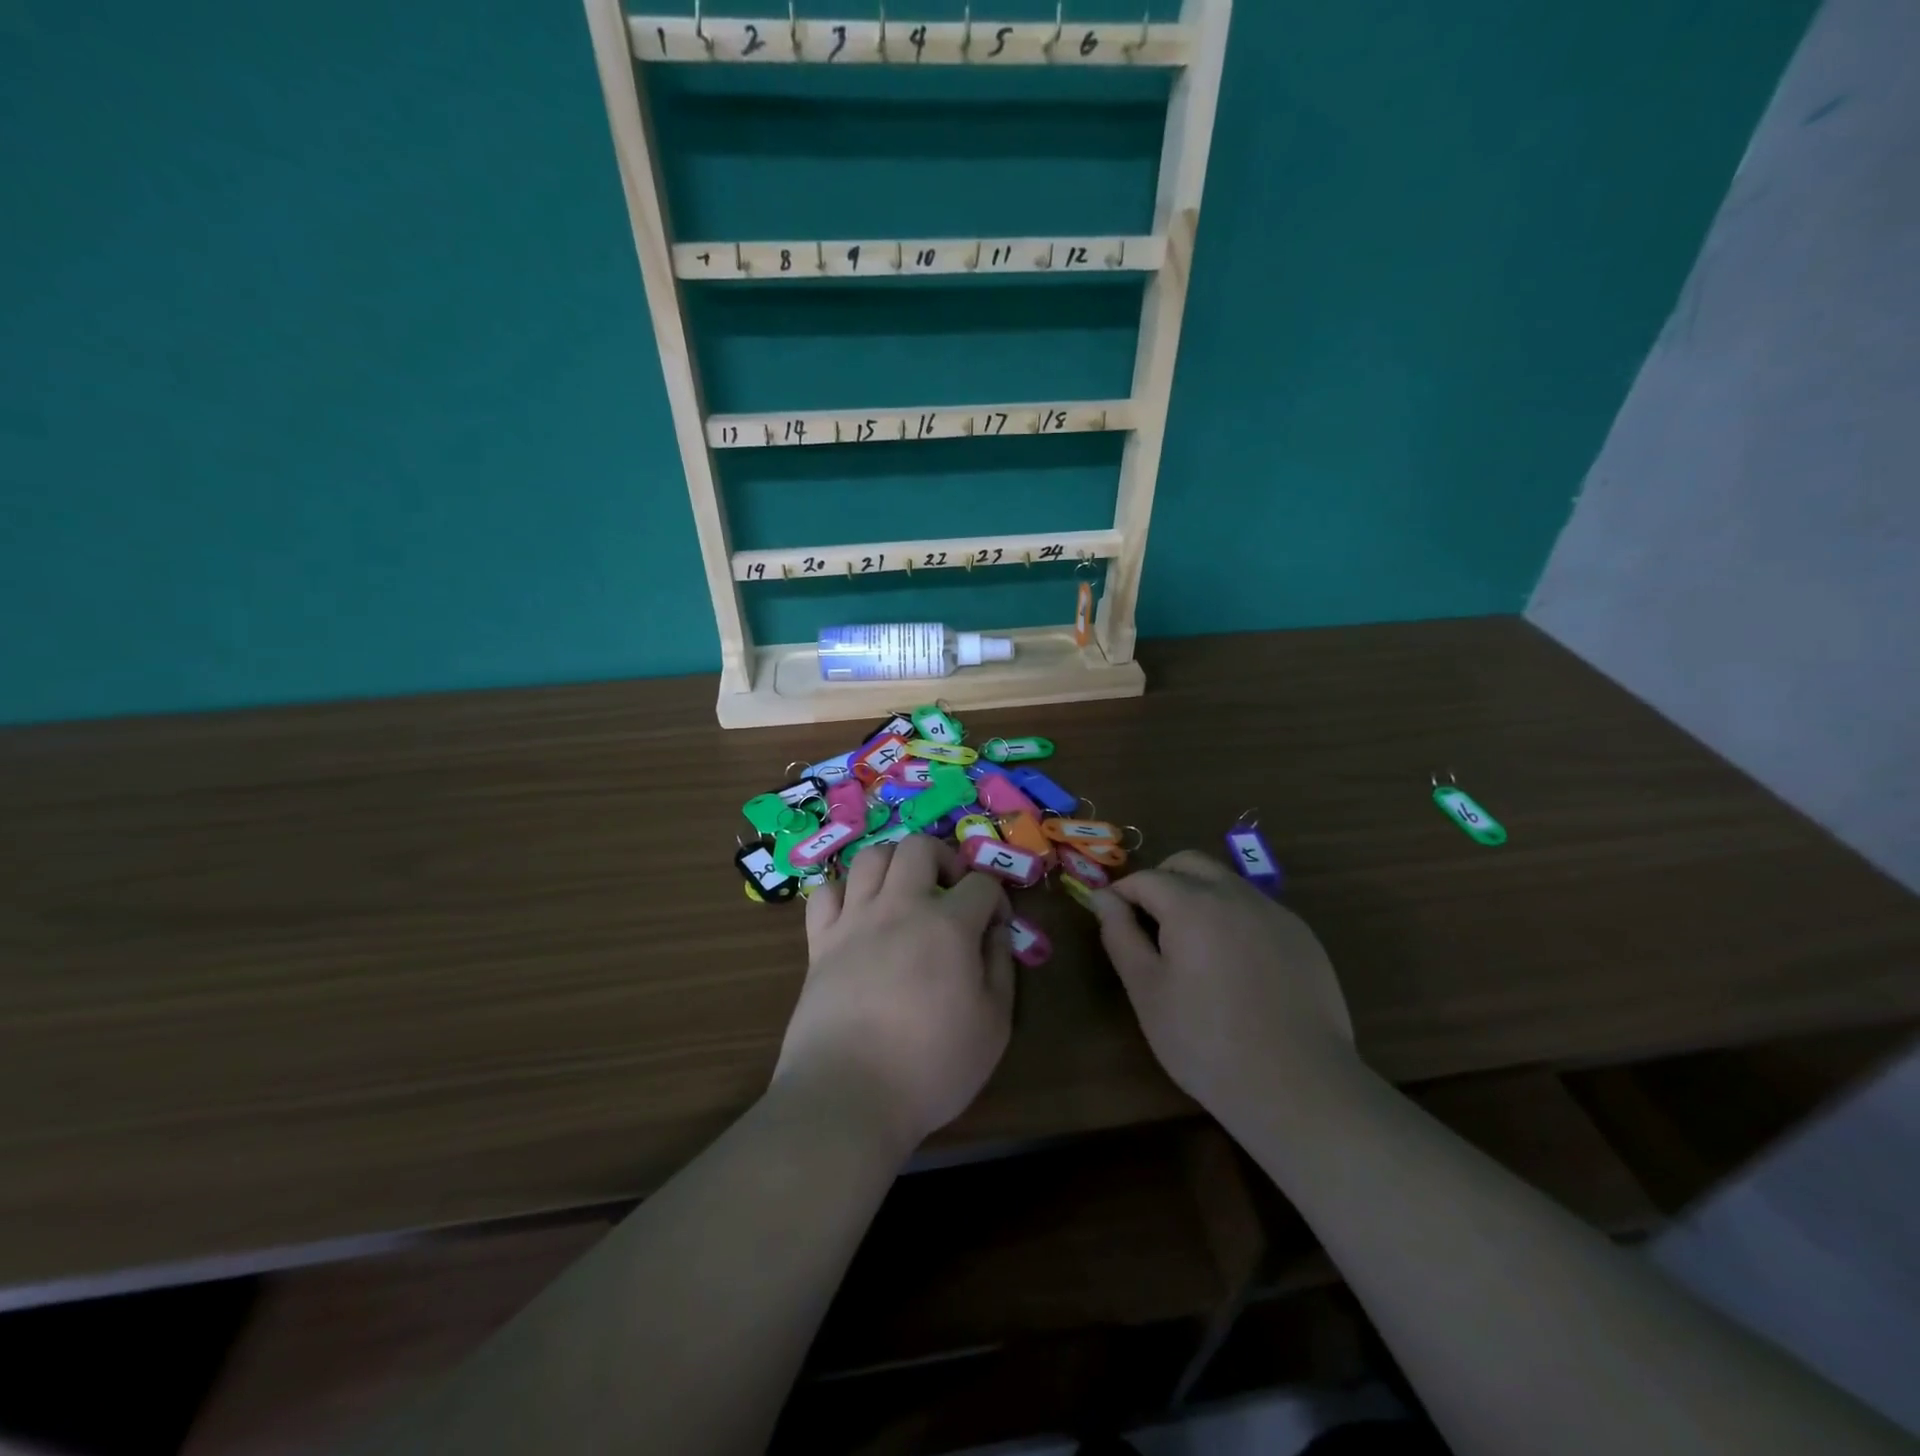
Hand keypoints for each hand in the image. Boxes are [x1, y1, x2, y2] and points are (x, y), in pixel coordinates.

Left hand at [772, 836, 1014, 1158]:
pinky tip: (857, 915)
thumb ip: (1000, 967)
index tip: (996, 927)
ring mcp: (854, 921)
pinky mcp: (819, 942)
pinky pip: (826, 892)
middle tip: (950, 892)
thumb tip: (997, 931)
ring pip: (871, 856)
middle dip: (944, 859)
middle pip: (919, 846)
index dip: (997, 899)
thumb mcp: (994, 1026)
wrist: (847, 1095)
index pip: (981, 884)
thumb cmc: (931, 1067)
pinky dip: (844, 893)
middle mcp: (899, 907)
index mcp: (948, 925)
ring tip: (905, 895)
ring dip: (894, 865)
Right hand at [1092, 850, 1356, 1119]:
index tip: (1110, 917)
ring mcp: (1275, 913)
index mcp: (1192, 904)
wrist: (1297, 1086)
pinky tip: (1236, 966)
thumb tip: (1103, 898)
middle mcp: (1235, 894)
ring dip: (1200, 896)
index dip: (1121, 893)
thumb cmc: (1205, 1041)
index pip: (1146, 878)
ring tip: (1192, 947)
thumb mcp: (1147, 991)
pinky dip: (1234, 919)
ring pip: (1226, 882)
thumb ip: (1120, 935)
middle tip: (1149, 924)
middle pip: (1189, 864)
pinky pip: (1257, 909)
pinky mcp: (1303, 937)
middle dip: (1162, 881)